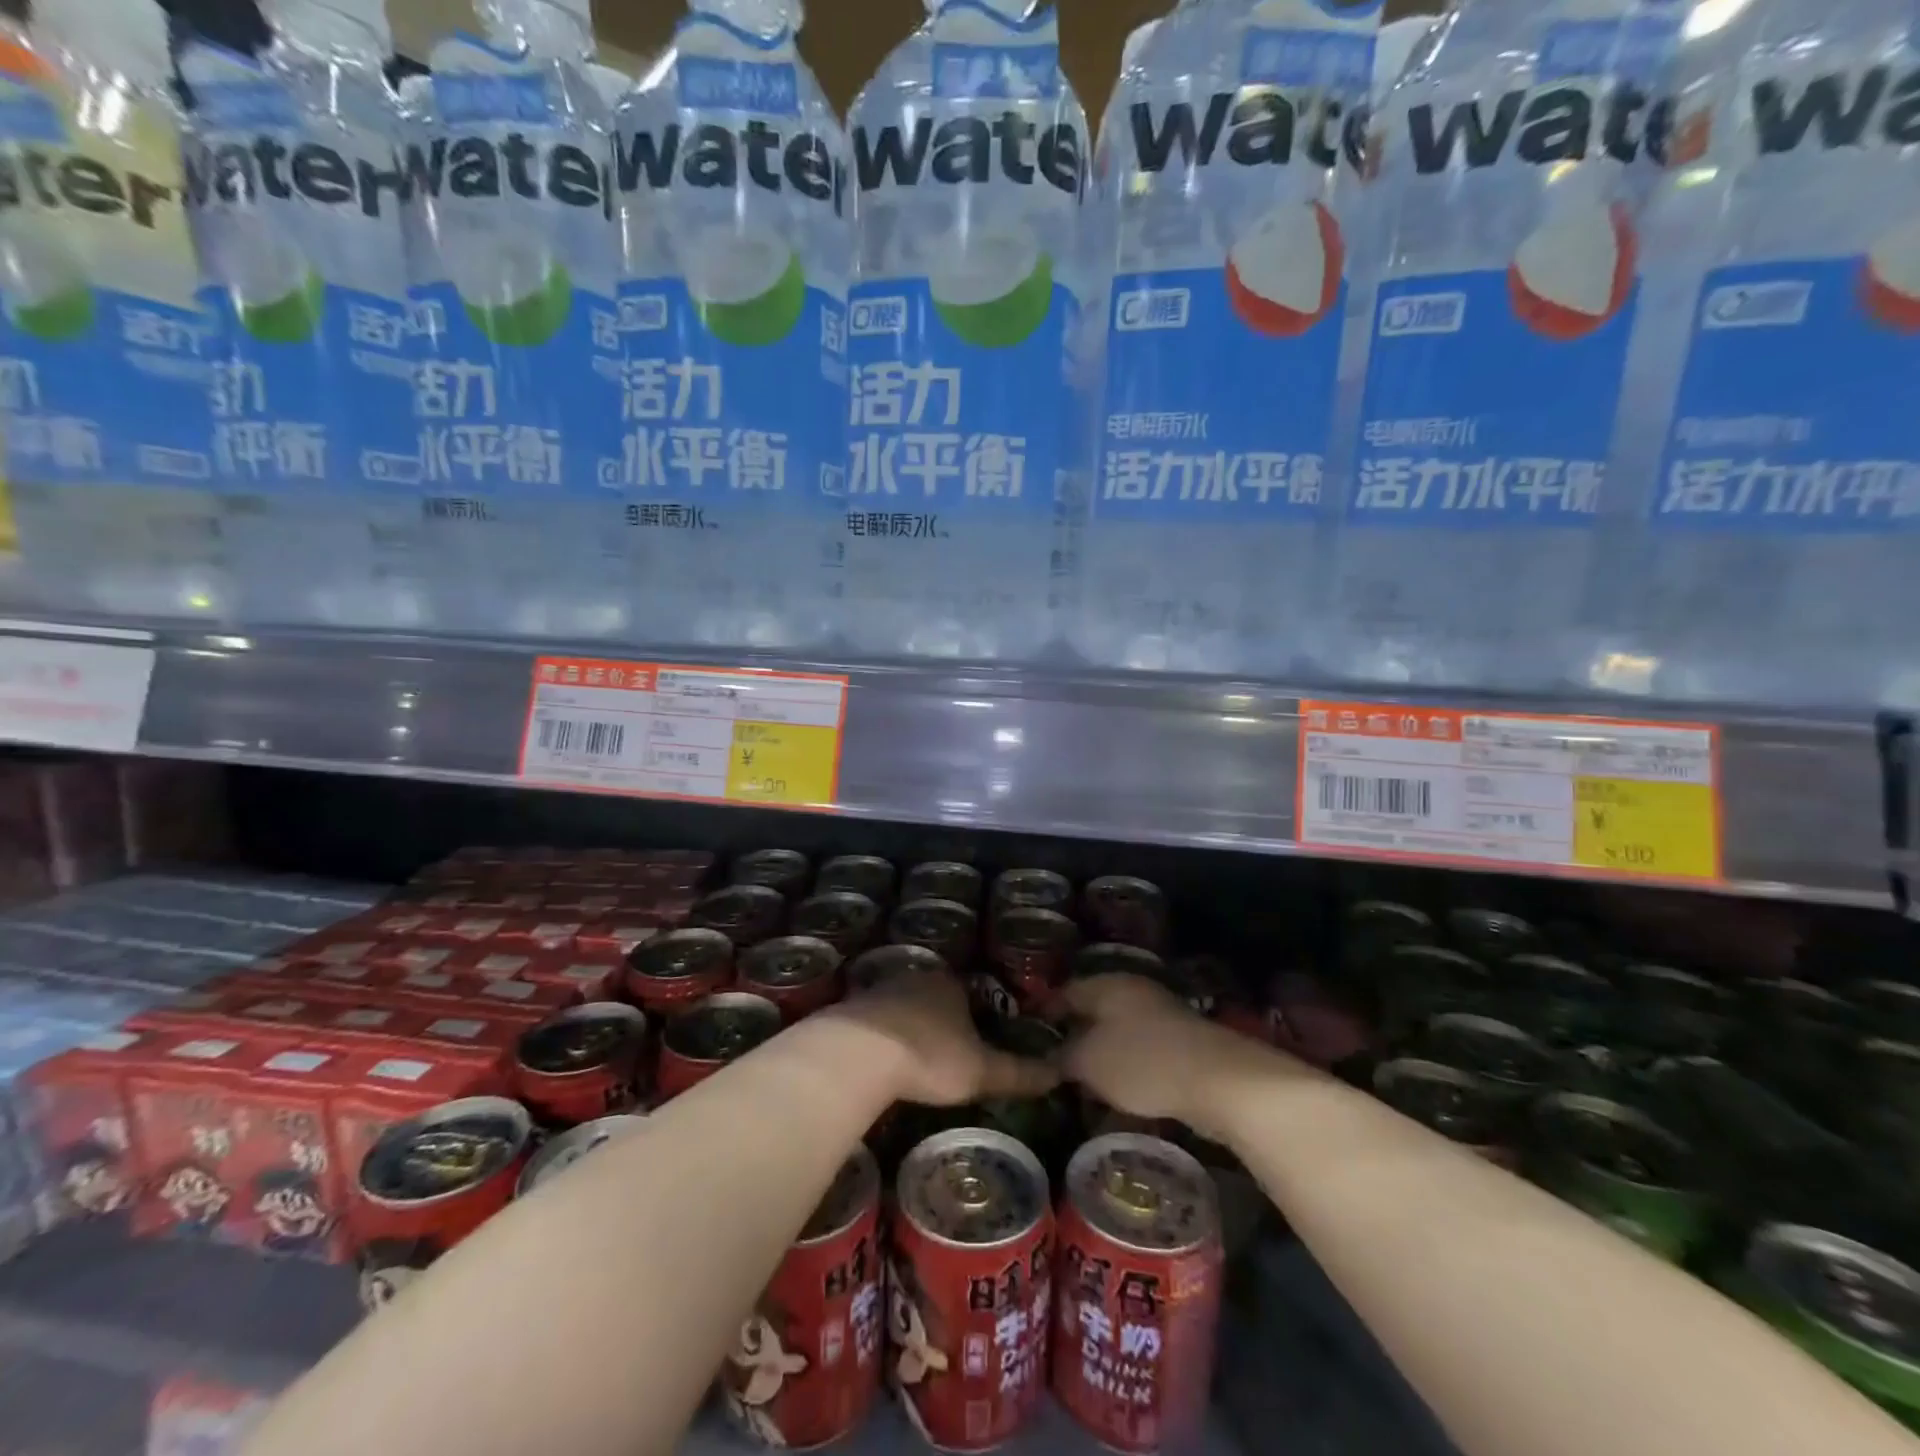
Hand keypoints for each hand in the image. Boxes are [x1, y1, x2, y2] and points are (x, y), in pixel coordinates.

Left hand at [828, 967, 1058, 1106]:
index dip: (979, 1012)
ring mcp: (882, 989)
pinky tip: (883, 1056)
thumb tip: (1058, 1074)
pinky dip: (883, 1033)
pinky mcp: (852, 1008)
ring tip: (918, 1054)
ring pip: (904, 1003)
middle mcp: (918, 977)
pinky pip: (876, 1019)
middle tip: (950, 1047)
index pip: (972, 991)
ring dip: (911, 1023)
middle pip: (936, 994)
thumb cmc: (930, 1056)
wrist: (859, 1052)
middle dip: (943, 1016)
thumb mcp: (982, 1071)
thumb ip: (1019, 1073)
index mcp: (952, 983)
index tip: (981, 1035)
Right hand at [1061, 975, 1291, 1142]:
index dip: (1046, 1011)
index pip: (1066, 991)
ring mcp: (1161, 1015)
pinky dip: (1127, 1067)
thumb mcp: (1089, 1062)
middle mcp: (1133, 992)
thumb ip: (1064, 1057)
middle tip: (1052, 1060)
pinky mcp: (1182, 1044)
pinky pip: (1142, 1051)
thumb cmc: (1141, 1061)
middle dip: (1075, 1032)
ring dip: (1102, 1053)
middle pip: (1094, 1009)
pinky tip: (1120, 1091)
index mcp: (1106, 985)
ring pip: (1119, 1031)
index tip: (1029, 1034)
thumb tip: (1050, 1058)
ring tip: (1083, 1081)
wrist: (1218, 1080)